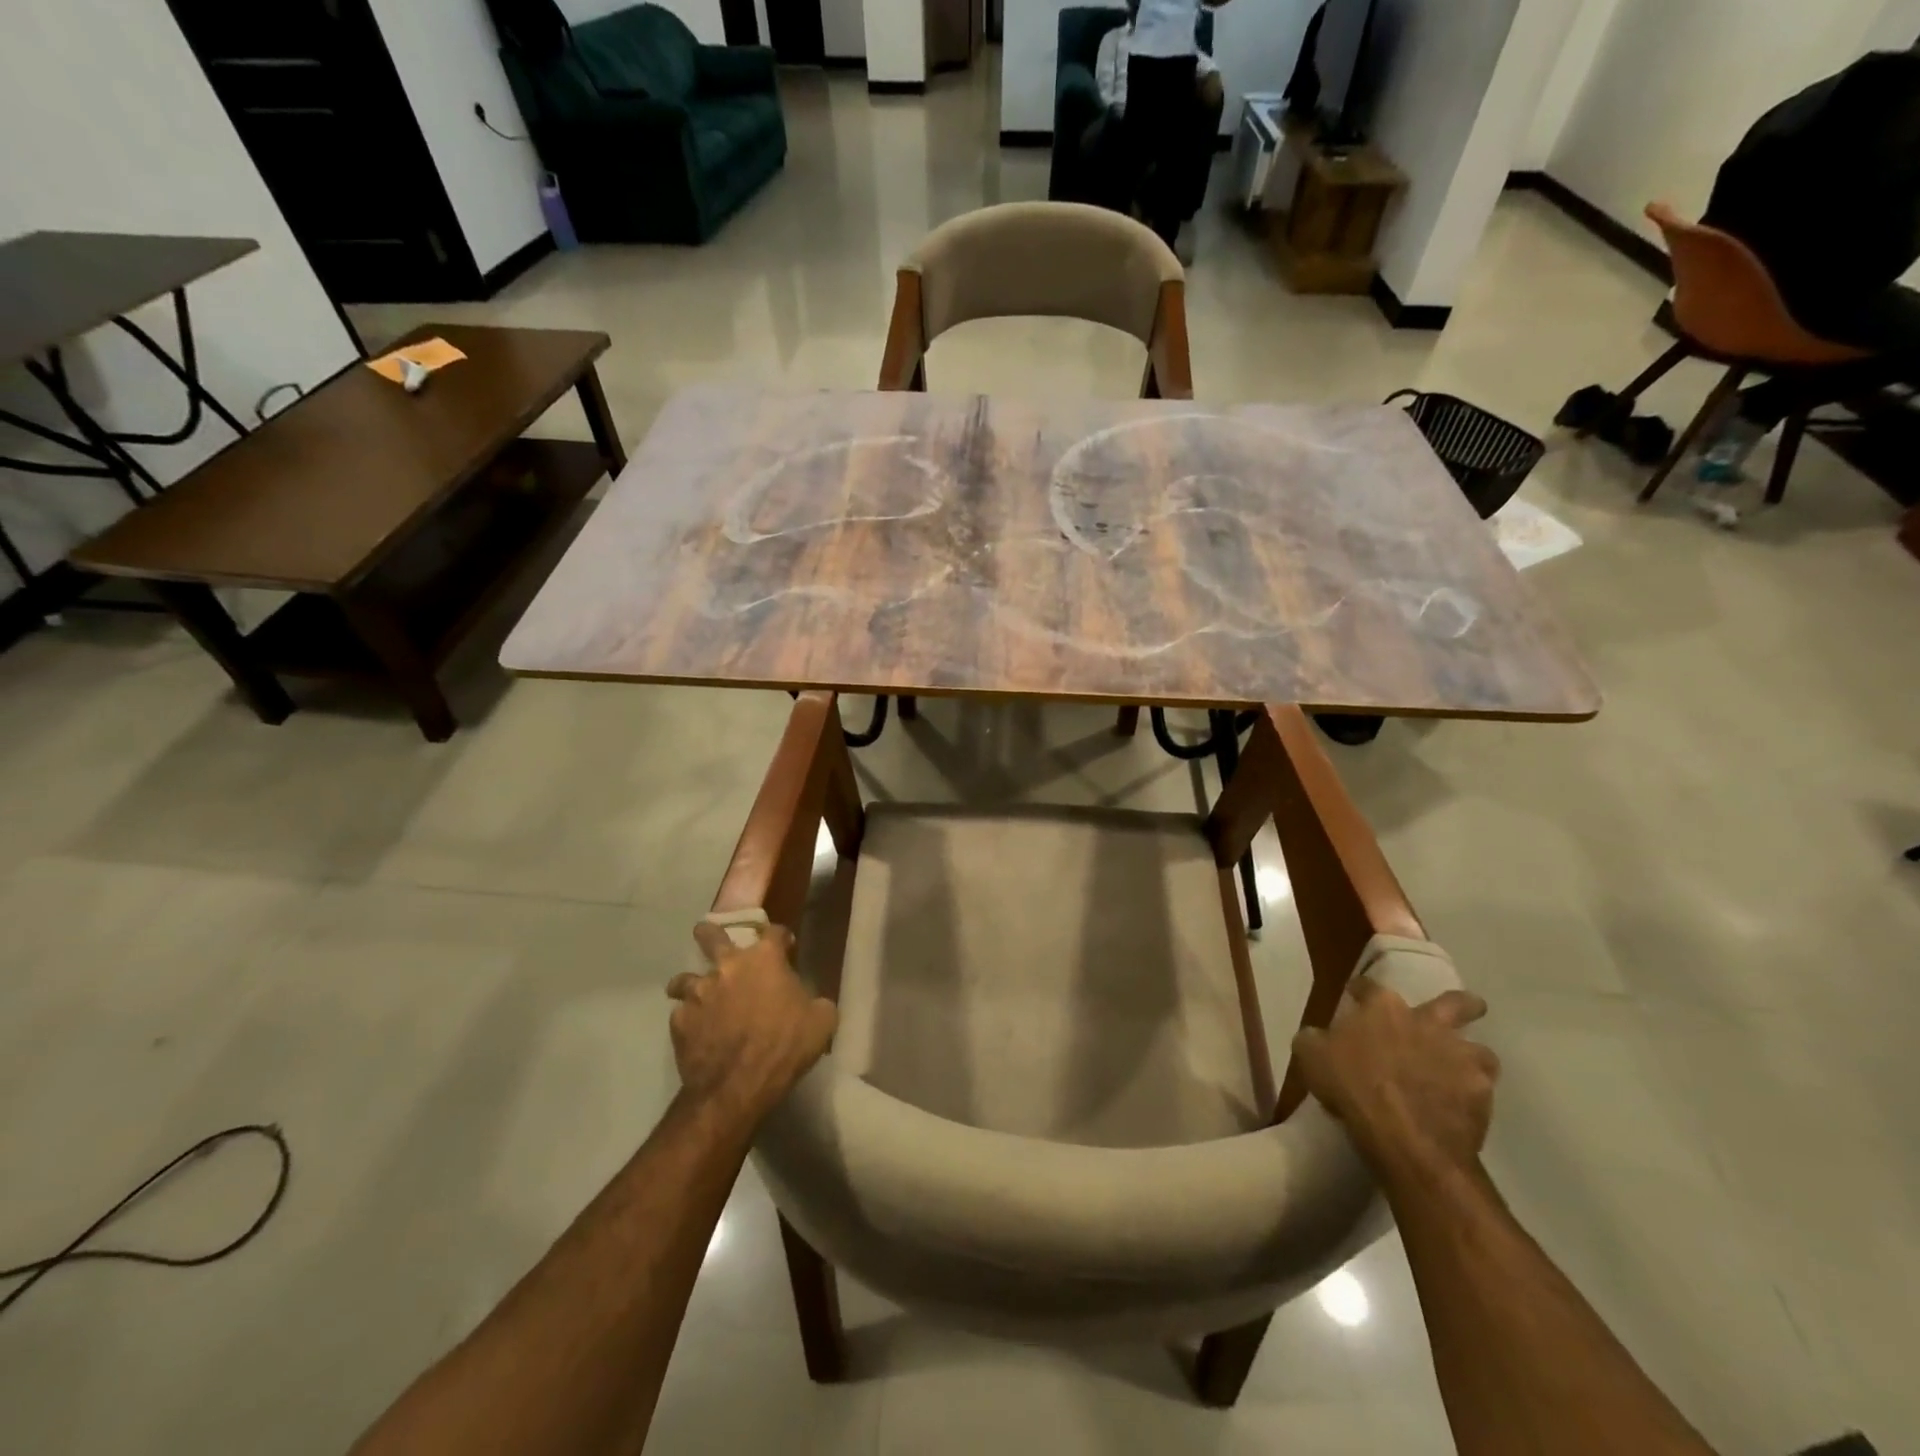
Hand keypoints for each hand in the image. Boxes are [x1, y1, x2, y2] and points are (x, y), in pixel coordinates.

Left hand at [667, 923, 836, 1123]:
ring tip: (697, 996)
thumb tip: (811, 1002)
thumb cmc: (786, 1046)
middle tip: (710, 938)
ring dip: (691, 984)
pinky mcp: (680, 1021)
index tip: (786, 947)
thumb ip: (816, 1001)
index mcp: (765, 959)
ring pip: (685, 978)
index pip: (774, 931)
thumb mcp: (822, 1020)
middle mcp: (727, 966)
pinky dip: (690, 1020)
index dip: (782, 938)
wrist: (738, 1086)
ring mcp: (699, 993)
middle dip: (709, 934)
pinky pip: (682, 1014)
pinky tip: (698, 1032)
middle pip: (710, 935)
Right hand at [1291, 979, 1498, 1176]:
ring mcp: (1459, 1055)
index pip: (1369, 986)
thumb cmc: (1351, 1087)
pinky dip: (1472, 1094)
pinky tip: (1460, 1106)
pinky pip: (1482, 1088)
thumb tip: (1317, 1036)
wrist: (1404, 1136)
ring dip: (1469, 1057)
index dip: (1361, 989)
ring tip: (1459, 1072)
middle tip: (1459, 1013)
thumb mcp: (1311, 1057)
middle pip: (1457, 1003)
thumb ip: (1315, 1039)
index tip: (1356, 995)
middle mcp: (1426, 1021)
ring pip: (1479, 1049)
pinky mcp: (1481, 1091)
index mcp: (1381, 1008)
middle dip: (1463, 1005)